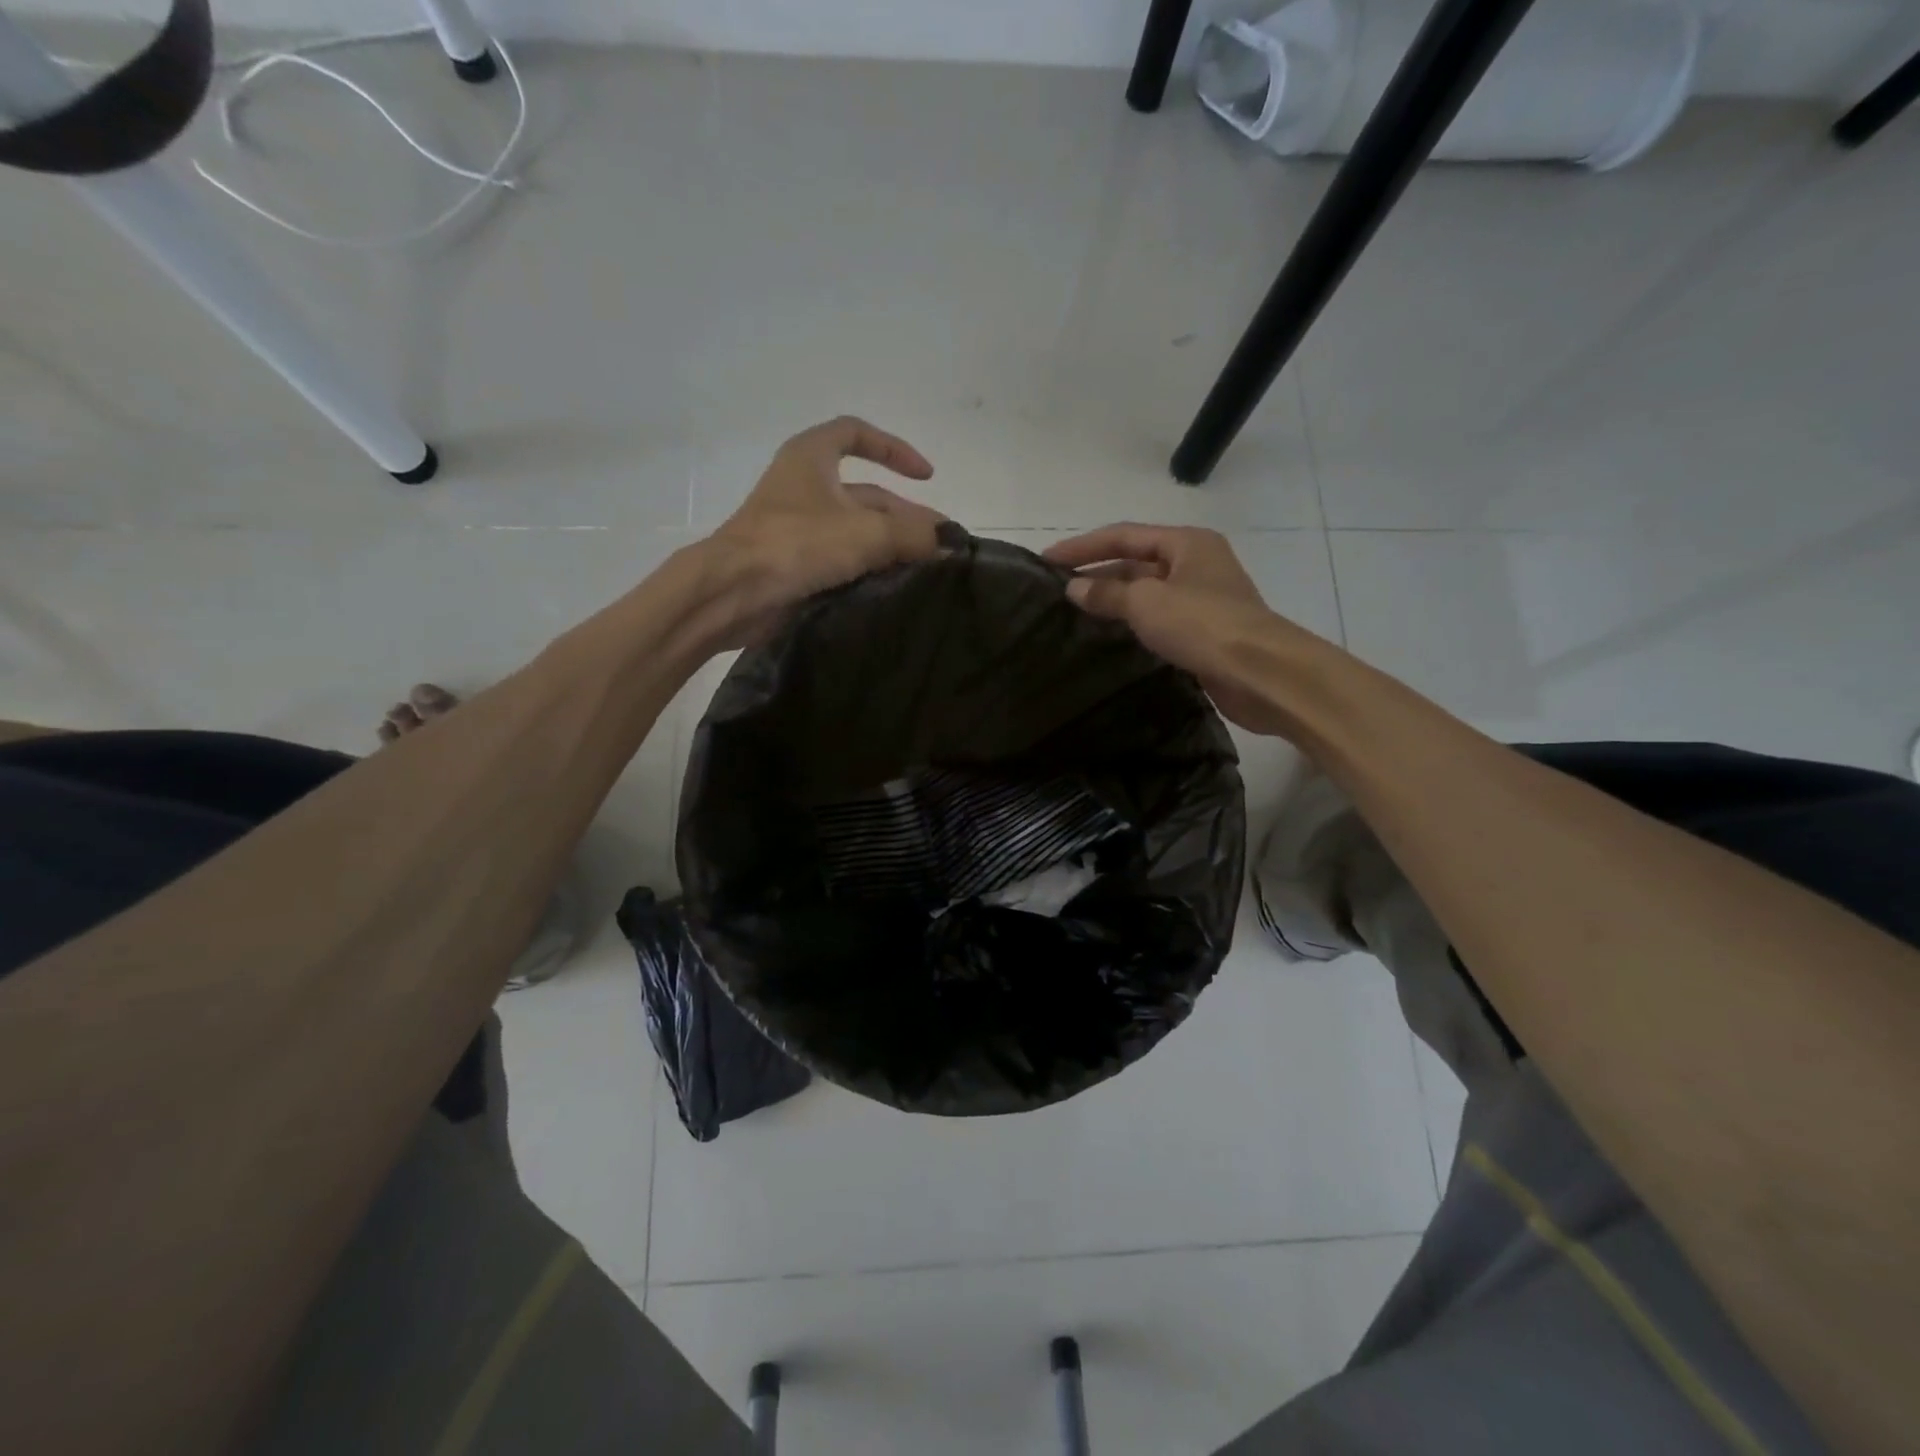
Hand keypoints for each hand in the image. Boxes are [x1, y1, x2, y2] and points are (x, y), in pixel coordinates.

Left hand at [699, 416, 945, 648]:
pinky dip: (870, 568)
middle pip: (867, 494)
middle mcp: (805, 487)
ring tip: (927, 570)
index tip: (926, 476)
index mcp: (811, 457)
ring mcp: (799, 528)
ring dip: (891, 546)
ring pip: (857, 531)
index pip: (856, 434)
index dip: (894, 449)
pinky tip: (897, 587)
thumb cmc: (796, 544)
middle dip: (906, 517)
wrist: (734, 593)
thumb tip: (950, 543)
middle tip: (940, 546)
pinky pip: (843, 559)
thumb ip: (913, 535)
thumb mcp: (865, 533)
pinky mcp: (797, 563)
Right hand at [1044, 524, 1315, 734]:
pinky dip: (1133, 623)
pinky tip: (1109, 635)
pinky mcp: (1205, 632)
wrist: (1261, 673)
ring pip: (1148, 592)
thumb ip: (1107, 594)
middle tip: (1058, 589)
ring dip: (1114, 599)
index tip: (1047, 559)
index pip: (1124, 535)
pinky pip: (1159, 619)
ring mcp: (1203, 599)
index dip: (1083, 546)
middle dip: (1097, 573)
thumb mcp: (1146, 603)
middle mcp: (1196, 564)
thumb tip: (1073, 589)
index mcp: (1186, 543)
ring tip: (1075, 612)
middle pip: (1136, 561)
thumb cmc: (1203, 624)